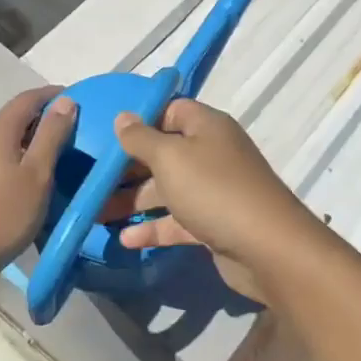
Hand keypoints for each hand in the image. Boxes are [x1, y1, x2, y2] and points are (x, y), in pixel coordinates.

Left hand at [0, 87, 74, 283]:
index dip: (53, 95)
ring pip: (3, 136)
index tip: (78, 99)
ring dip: (28, 137)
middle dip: (42, 116)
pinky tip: (26, 172)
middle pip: (14, 115)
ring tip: (54, 150)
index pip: (28, 98)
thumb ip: (52, 135)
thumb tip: (66, 100)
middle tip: (72, 128)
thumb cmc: (4, 215)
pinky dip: (14, 153)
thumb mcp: (38, 175)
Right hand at [109, 99, 318, 268]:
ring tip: (96, 213)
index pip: (169, 111)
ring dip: (134, 201)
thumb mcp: (170, 158)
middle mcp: (211, 153)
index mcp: (206, 127)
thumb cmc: (214, 190)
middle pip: (163, 153)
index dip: (140, 121)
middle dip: (128, 167)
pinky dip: (153, 228)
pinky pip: (177, 220)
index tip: (107, 136)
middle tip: (92, 179)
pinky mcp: (214, 224)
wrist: (268, 249)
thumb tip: (123, 117)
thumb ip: (141, 138)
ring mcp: (213, 190)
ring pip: (167, 189)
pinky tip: (125, 240)